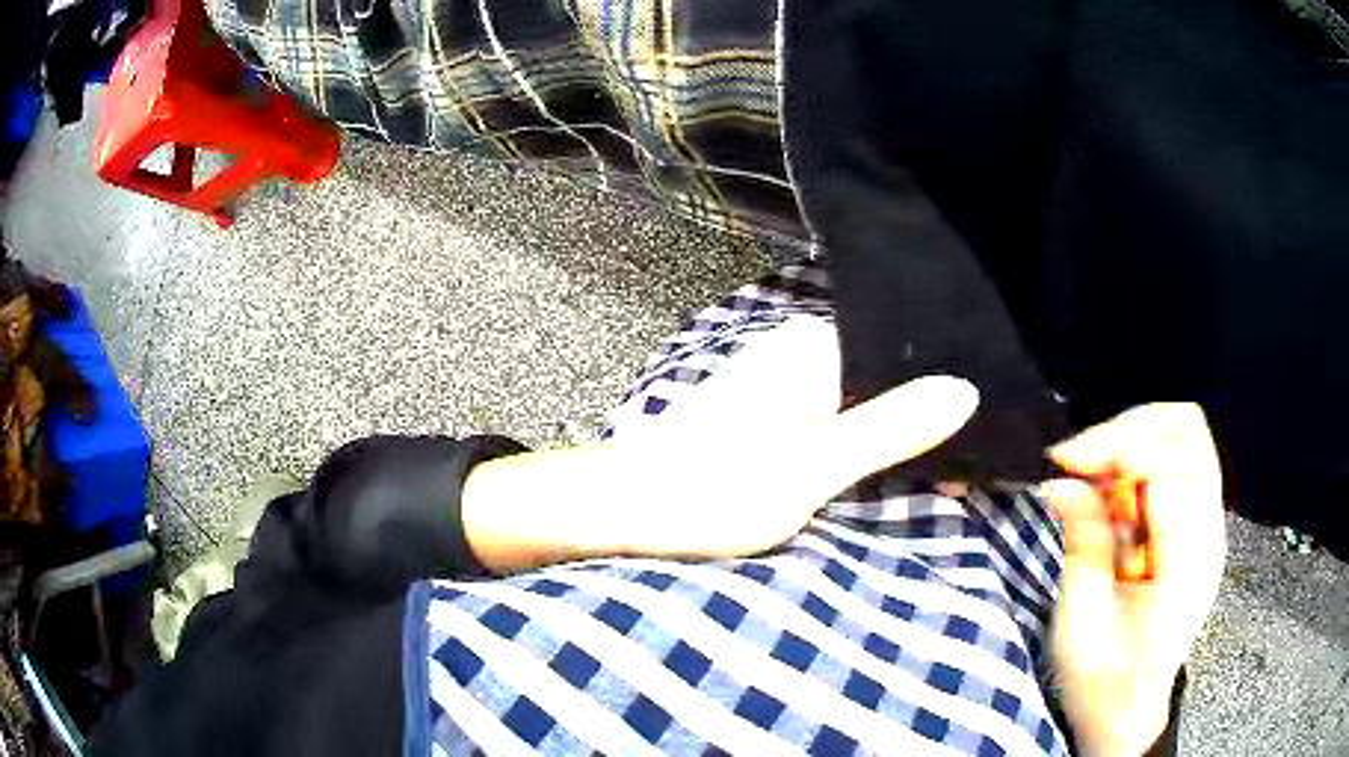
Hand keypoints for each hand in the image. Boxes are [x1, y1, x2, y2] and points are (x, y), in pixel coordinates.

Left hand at [463, 320, 979, 571]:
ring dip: (894, 442)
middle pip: (889, 382)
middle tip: (959, 476)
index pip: (910, 360)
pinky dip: (862, 449)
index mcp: (815, 347)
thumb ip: (889, 429)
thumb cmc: (710, 491)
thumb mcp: (811, 467)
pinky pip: (838, 422)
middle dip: (922, 428)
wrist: (621, 510)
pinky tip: (879, 472)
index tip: (973, 458)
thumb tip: (967, 391)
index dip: (946, 410)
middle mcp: (802, 351)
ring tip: (934, 476)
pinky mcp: (772, 412)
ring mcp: (785, 380)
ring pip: (866, 405)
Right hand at [1043, 404, 1225, 756]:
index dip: (1119, 448)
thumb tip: (1064, 482)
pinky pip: (1173, 462)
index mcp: (1189, 560)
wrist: (1125, 714)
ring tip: (1091, 473)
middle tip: (1081, 459)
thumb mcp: (1082, 625)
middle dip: (1128, 430)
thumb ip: (1084, 545)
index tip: (1067, 461)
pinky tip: (1109, 492)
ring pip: (1183, 435)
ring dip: (1131, 441)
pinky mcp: (1192, 526)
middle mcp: (1208, 530)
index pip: (1171, 464)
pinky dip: (1136, 461)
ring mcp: (1205, 525)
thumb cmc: (1102, 683)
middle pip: (1187, 430)